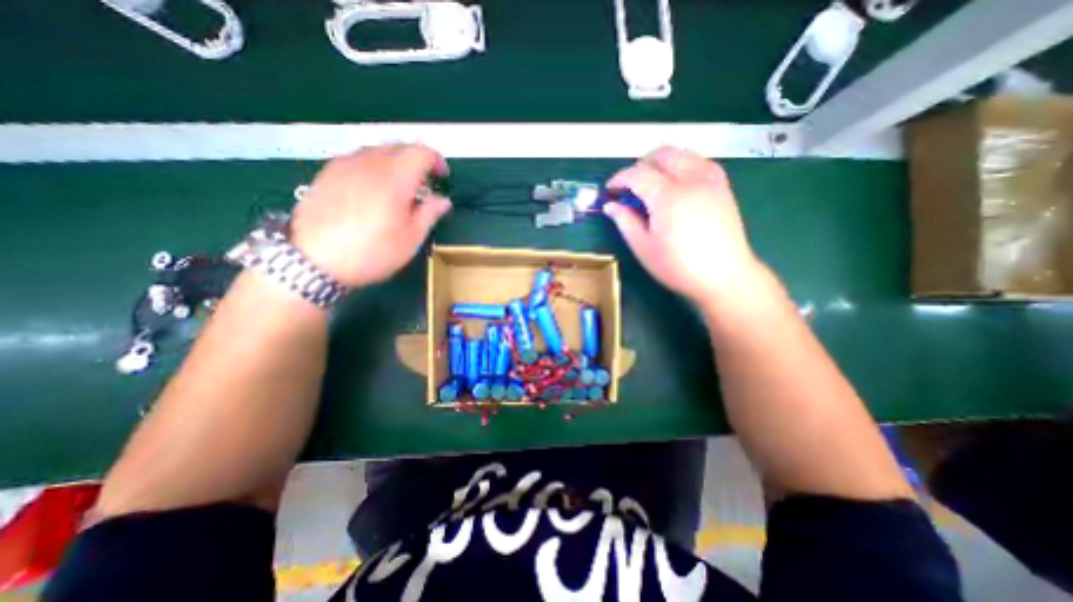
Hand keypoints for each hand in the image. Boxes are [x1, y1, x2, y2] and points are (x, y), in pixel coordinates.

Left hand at [288, 143, 449, 288]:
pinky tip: (373, 191)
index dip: (436, 160)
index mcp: (395, 178)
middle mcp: (369, 163)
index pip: (421, 152)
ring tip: (398, 189)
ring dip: (395, 163)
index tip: (442, 176)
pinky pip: (357, 159)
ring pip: (377, 151)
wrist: (313, 261)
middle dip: (416, 161)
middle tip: (423, 185)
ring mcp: (344, 165)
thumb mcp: (411, 239)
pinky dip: (373, 168)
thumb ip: (430, 214)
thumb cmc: (372, 252)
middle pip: (399, 147)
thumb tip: (443, 200)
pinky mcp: (327, 174)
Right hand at [603, 146, 761, 305]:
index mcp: (668, 196)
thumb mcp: (643, 247)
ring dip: (661, 162)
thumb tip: (610, 205)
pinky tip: (676, 184)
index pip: (637, 174)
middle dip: (640, 164)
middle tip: (629, 186)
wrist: (724, 275)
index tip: (609, 190)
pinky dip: (682, 165)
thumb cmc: (678, 266)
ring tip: (651, 184)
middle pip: (661, 154)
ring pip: (682, 153)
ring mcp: (711, 179)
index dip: (619, 179)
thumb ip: (625, 222)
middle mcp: (691, 179)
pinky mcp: (722, 185)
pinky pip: (699, 161)